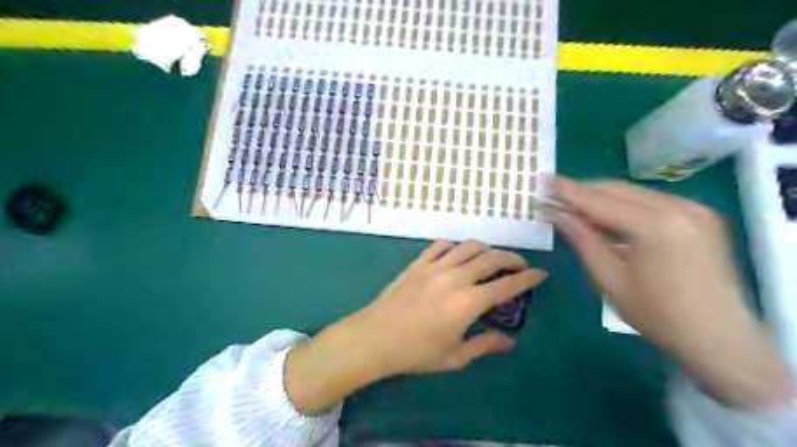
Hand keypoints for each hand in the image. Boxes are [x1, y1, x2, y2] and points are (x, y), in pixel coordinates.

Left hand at [283, 241, 544, 414]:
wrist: (375, 337)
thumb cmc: (415, 352)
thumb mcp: (454, 357)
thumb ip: (484, 345)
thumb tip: (510, 342)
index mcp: (468, 302)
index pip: (506, 285)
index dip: (527, 278)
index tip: (540, 274)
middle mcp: (455, 278)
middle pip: (491, 258)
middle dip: (512, 258)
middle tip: (519, 265)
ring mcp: (435, 266)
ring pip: (468, 246)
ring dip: (486, 249)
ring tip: (491, 258)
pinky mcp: (418, 263)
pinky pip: (441, 245)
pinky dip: (455, 246)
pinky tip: (457, 255)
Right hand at [556, 177, 788, 407]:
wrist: (720, 338)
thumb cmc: (657, 315)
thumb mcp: (609, 280)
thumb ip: (583, 241)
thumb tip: (559, 215)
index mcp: (655, 226)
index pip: (599, 200)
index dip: (567, 191)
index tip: (543, 182)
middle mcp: (677, 207)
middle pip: (616, 189)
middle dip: (582, 191)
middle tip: (553, 194)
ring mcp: (693, 209)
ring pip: (633, 192)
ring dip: (601, 197)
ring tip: (574, 205)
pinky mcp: (700, 216)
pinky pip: (650, 201)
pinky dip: (623, 205)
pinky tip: (607, 215)